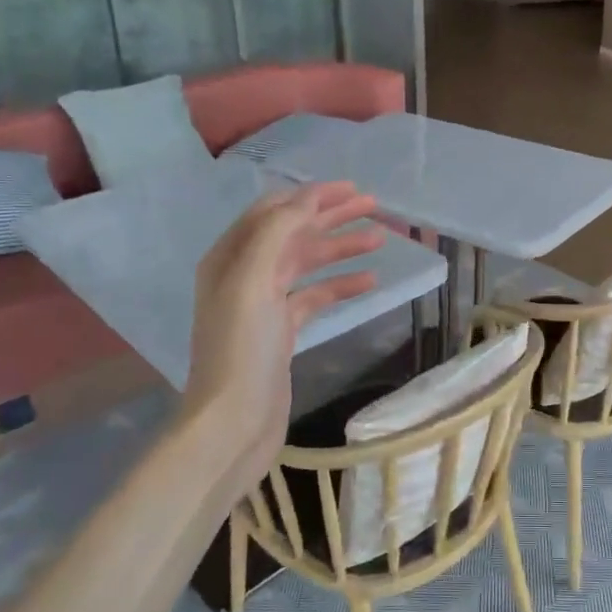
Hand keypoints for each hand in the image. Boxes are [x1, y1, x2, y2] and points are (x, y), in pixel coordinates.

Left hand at [181, 182, 383, 475]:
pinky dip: (340, 285)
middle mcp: (244, 273)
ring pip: (308, 263)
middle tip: (374, 206)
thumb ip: (277, 233)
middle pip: (294, 233)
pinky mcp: (282, 330)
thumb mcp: (253, 282)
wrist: (234, 422)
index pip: (273, 211)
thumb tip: (307, 198)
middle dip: (332, 217)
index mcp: (230, 257)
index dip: (311, 196)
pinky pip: (315, 296)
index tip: (351, 189)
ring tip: (380, 238)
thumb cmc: (241, 349)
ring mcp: (264, 303)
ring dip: (341, 248)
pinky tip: (369, 280)